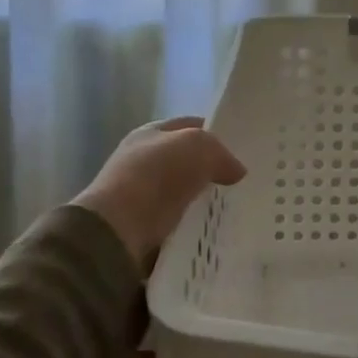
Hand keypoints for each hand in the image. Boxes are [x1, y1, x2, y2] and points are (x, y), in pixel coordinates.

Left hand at [75, 116, 246, 268]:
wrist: (115, 231)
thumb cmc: (156, 176)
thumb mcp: (197, 147)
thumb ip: (221, 153)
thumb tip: (237, 171)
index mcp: (151, 133)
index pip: (190, 125)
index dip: (215, 132)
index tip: (242, 148)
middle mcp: (142, 160)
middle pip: (186, 161)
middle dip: (211, 169)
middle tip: (242, 181)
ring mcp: (140, 196)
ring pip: (182, 193)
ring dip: (202, 200)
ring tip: (234, 208)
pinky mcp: (141, 228)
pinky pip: (176, 223)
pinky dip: (192, 226)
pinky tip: (213, 230)